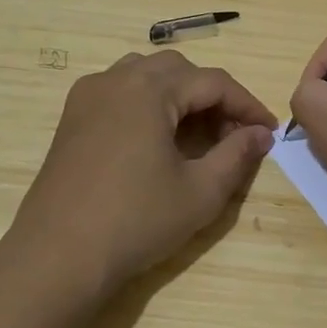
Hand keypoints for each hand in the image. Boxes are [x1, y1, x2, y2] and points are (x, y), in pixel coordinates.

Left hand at [7, 50, 276, 294]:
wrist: (57, 256)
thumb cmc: (135, 222)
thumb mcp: (200, 192)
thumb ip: (237, 155)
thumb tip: (261, 134)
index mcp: (149, 89)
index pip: (213, 82)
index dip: (247, 105)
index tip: (269, 132)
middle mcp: (117, 79)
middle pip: (179, 70)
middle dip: (213, 97)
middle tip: (233, 135)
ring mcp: (88, 96)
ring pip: (147, 75)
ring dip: (179, 95)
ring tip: (197, 134)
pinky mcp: (72, 117)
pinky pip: (120, 91)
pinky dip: (148, 103)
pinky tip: (156, 139)